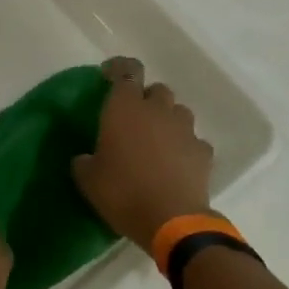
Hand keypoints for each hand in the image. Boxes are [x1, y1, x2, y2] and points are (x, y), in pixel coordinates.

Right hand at [73, 57, 214, 254]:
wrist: (171, 220)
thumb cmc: (122, 192)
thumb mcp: (88, 179)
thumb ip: (85, 161)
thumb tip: (86, 158)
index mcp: (125, 108)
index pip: (126, 71)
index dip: (118, 68)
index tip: (108, 75)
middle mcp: (157, 110)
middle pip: (156, 89)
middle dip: (145, 99)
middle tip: (132, 118)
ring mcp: (185, 130)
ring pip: (178, 111)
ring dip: (167, 120)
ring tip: (156, 141)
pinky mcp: (203, 152)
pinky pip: (193, 140)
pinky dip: (184, 146)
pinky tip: (176, 163)